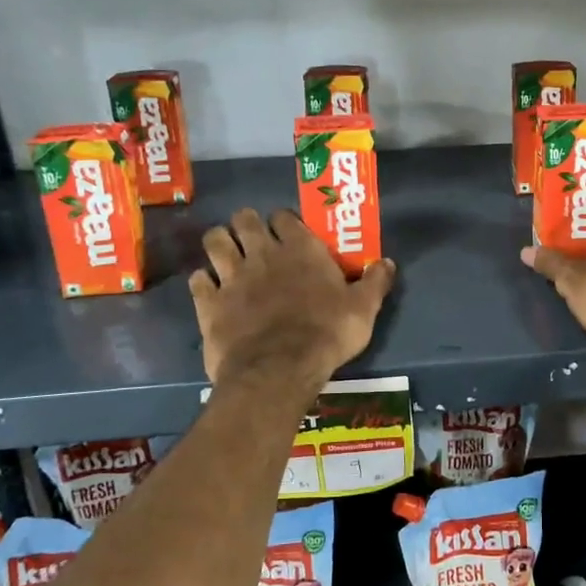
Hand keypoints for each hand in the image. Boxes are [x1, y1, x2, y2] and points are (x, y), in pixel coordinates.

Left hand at [190, 208, 395, 388]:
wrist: (278, 370)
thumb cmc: (327, 334)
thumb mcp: (363, 310)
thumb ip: (375, 282)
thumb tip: (387, 262)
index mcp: (300, 249)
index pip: (284, 216)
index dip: (284, 222)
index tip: (289, 234)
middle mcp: (262, 253)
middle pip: (244, 219)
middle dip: (246, 224)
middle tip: (253, 239)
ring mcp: (231, 276)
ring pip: (215, 241)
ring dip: (220, 244)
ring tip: (226, 255)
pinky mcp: (209, 303)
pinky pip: (198, 280)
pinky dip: (203, 282)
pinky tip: (210, 290)